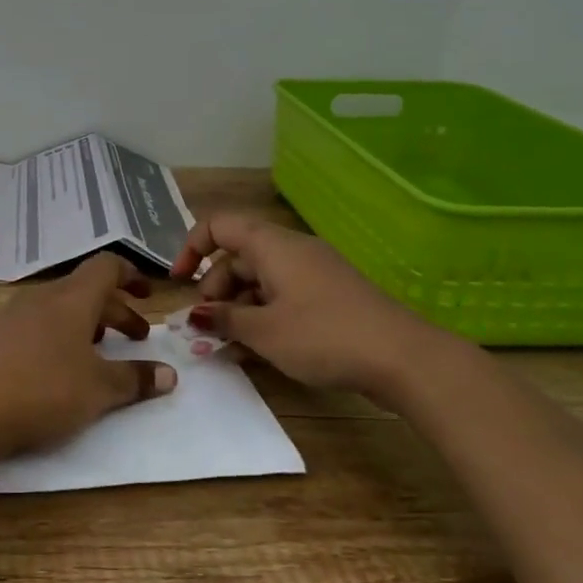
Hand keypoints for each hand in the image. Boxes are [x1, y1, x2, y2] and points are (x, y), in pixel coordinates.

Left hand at [0, 252, 178, 454]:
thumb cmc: (46, 389)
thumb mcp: (100, 389)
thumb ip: (136, 379)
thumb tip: (169, 375)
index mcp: (73, 298)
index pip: (106, 266)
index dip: (130, 275)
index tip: (146, 295)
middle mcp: (43, 297)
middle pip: (85, 291)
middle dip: (116, 310)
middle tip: (137, 337)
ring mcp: (13, 314)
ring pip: (58, 308)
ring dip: (84, 323)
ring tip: (97, 352)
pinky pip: (34, 325)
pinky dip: (55, 336)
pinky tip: (54, 367)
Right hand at [168, 212, 458, 405]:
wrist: (403, 358)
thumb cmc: (324, 336)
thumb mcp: (265, 331)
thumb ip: (224, 320)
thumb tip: (196, 314)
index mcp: (272, 245)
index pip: (219, 225)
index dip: (191, 247)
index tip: (179, 282)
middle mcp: (291, 250)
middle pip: (238, 256)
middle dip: (214, 289)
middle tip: (206, 326)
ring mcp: (313, 273)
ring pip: (260, 279)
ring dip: (237, 307)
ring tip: (227, 345)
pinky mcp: (329, 296)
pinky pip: (282, 295)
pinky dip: (262, 315)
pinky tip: (256, 348)